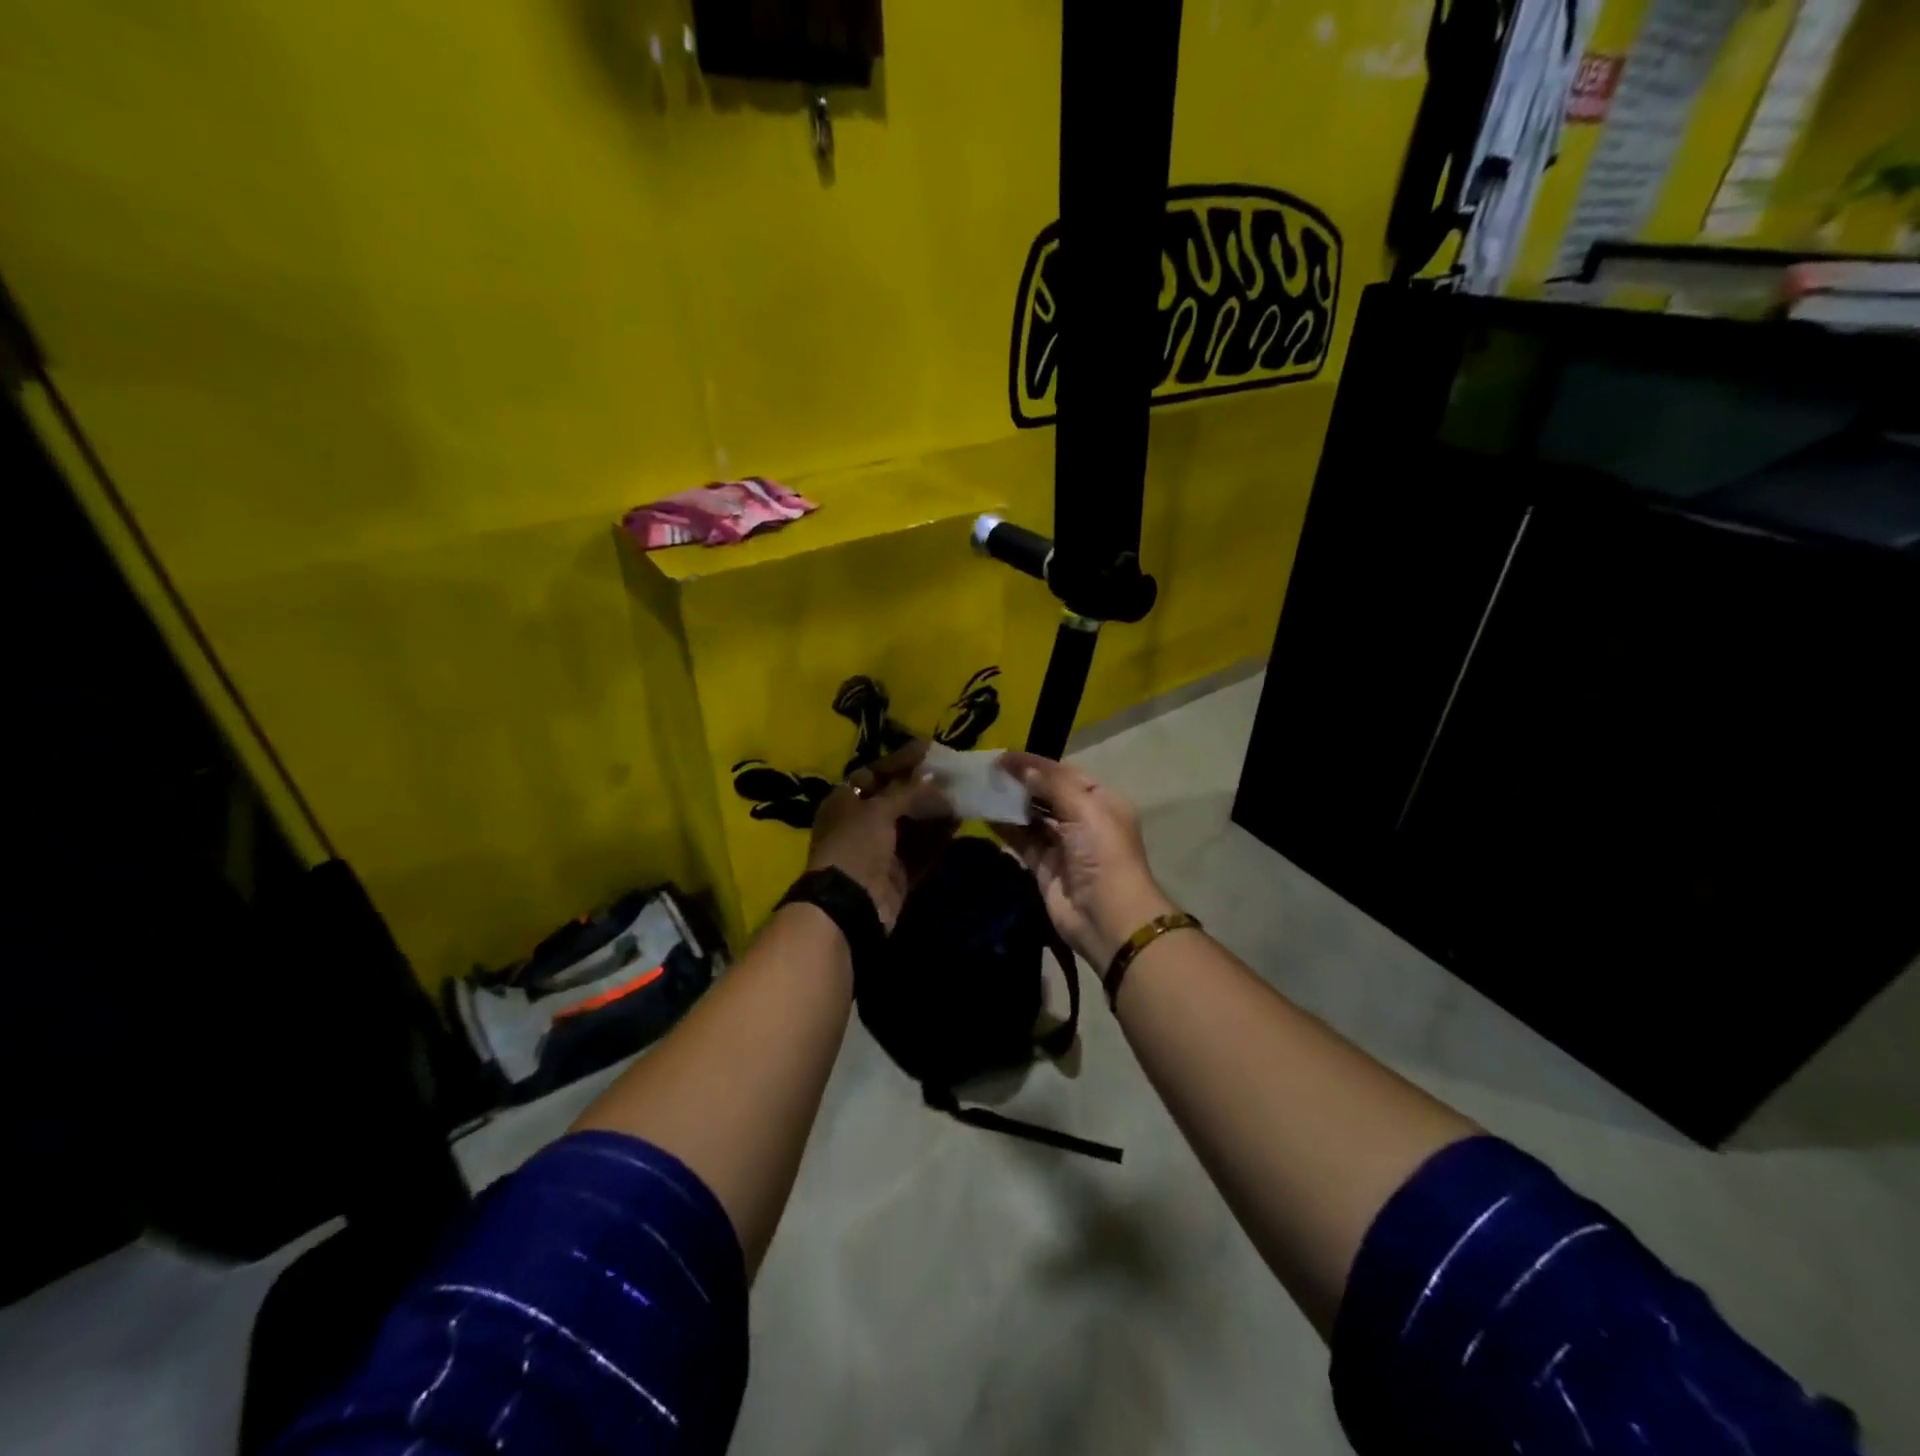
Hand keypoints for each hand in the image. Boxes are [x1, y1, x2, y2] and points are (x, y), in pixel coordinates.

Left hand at [806, 741, 954, 930]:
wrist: (849, 904)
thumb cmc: (856, 845)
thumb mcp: (878, 809)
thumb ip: (907, 790)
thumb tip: (933, 777)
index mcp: (845, 801)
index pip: (875, 773)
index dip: (901, 760)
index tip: (929, 748)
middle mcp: (861, 823)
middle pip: (896, 798)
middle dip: (924, 787)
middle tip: (953, 772)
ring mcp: (880, 850)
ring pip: (913, 824)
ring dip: (936, 810)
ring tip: (963, 793)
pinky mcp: (898, 874)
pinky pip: (922, 849)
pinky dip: (939, 836)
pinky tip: (960, 821)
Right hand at [993, 753, 1176, 966]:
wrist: (1108, 918)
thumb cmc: (1103, 855)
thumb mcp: (1084, 810)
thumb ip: (1052, 785)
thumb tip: (1022, 768)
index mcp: (1102, 801)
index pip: (1065, 773)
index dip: (1036, 763)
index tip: (1003, 756)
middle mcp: (1083, 820)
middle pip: (1048, 794)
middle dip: (1022, 782)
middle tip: (988, 770)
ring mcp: (1063, 845)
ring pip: (1033, 817)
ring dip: (1011, 803)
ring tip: (982, 787)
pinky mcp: (1045, 867)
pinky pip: (1022, 841)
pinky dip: (1005, 828)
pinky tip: (984, 814)